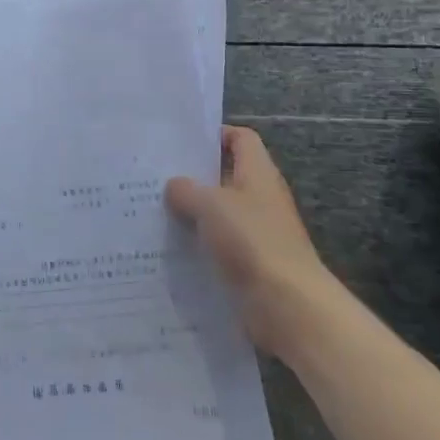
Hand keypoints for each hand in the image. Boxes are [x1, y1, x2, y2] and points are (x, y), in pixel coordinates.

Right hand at [166, 126, 334, 351]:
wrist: (288, 304)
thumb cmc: (252, 240)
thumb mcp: (211, 204)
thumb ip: (187, 189)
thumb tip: (174, 186)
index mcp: (258, 173)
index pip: (241, 139)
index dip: (215, 134)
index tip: (181, 142)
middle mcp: (260, 198)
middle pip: (226, 176)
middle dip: (193, 176)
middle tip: (154, 176)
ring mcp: (256, 232)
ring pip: (218, 213)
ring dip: (191, 212)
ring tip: (152, 210)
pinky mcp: (249, 263)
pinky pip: (217, 245)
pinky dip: (196, 244)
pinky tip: (168, 247)